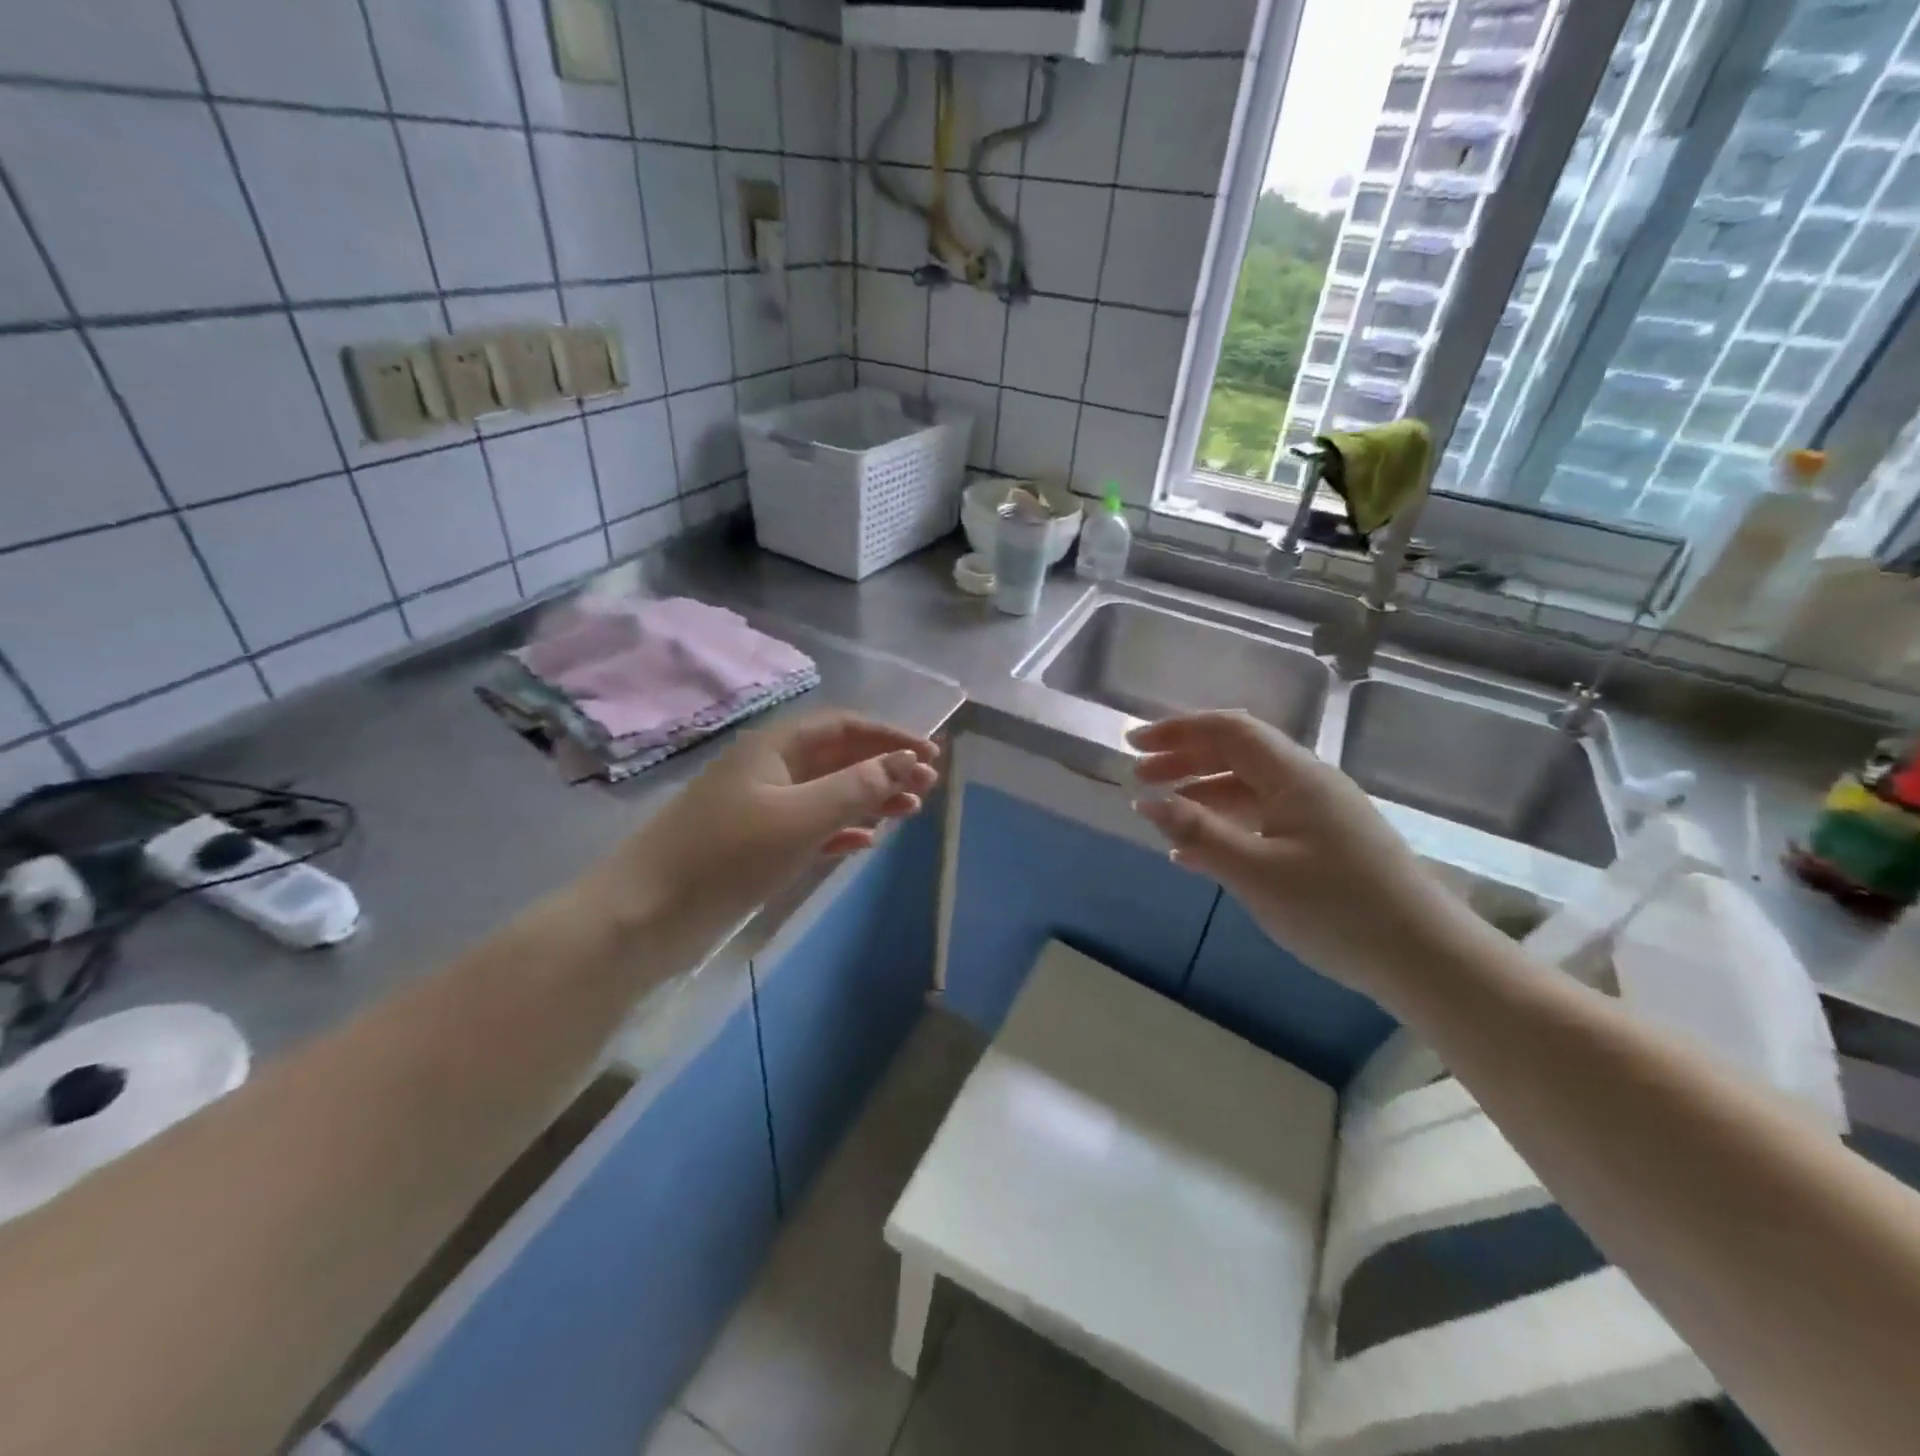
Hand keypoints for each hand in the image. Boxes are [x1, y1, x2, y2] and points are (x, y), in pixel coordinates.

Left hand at [600, 712, 940, 932]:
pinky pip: (809, 825)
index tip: (931, 756)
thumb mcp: (800, 818)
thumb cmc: (726, 856)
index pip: (844, 727)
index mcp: (774, 748)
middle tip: (927, 788)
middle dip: (884, 768)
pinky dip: (839, 828)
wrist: (644, 916)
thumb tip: (906, 762)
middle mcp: (768, 769)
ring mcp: (760, 808)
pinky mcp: (753, 845)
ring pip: (826, 792)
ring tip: (908, 812)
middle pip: (837, 757)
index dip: (890, 737)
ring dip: (868, 798)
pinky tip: (864, 840)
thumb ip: (856, 787)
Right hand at [1129, 712, 1477, 1006]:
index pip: (1228, 730)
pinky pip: (1263, 817)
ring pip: (1248, 786)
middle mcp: (1307, 782)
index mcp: (1294, 775)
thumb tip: (1146, 802)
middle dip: (1184, 758)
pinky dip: (1226, 823)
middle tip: (1139, 775)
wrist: (1425, 957)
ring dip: (1202, 791)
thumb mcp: (1255, 872)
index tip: (1134, 745)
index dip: (1177, 730)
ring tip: (1162, 811)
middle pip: (1236, 752)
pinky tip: (1198, 852)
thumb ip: (1198, 833)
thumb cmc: (1336, 908)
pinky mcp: (1325, 842)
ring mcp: (1319, 812)